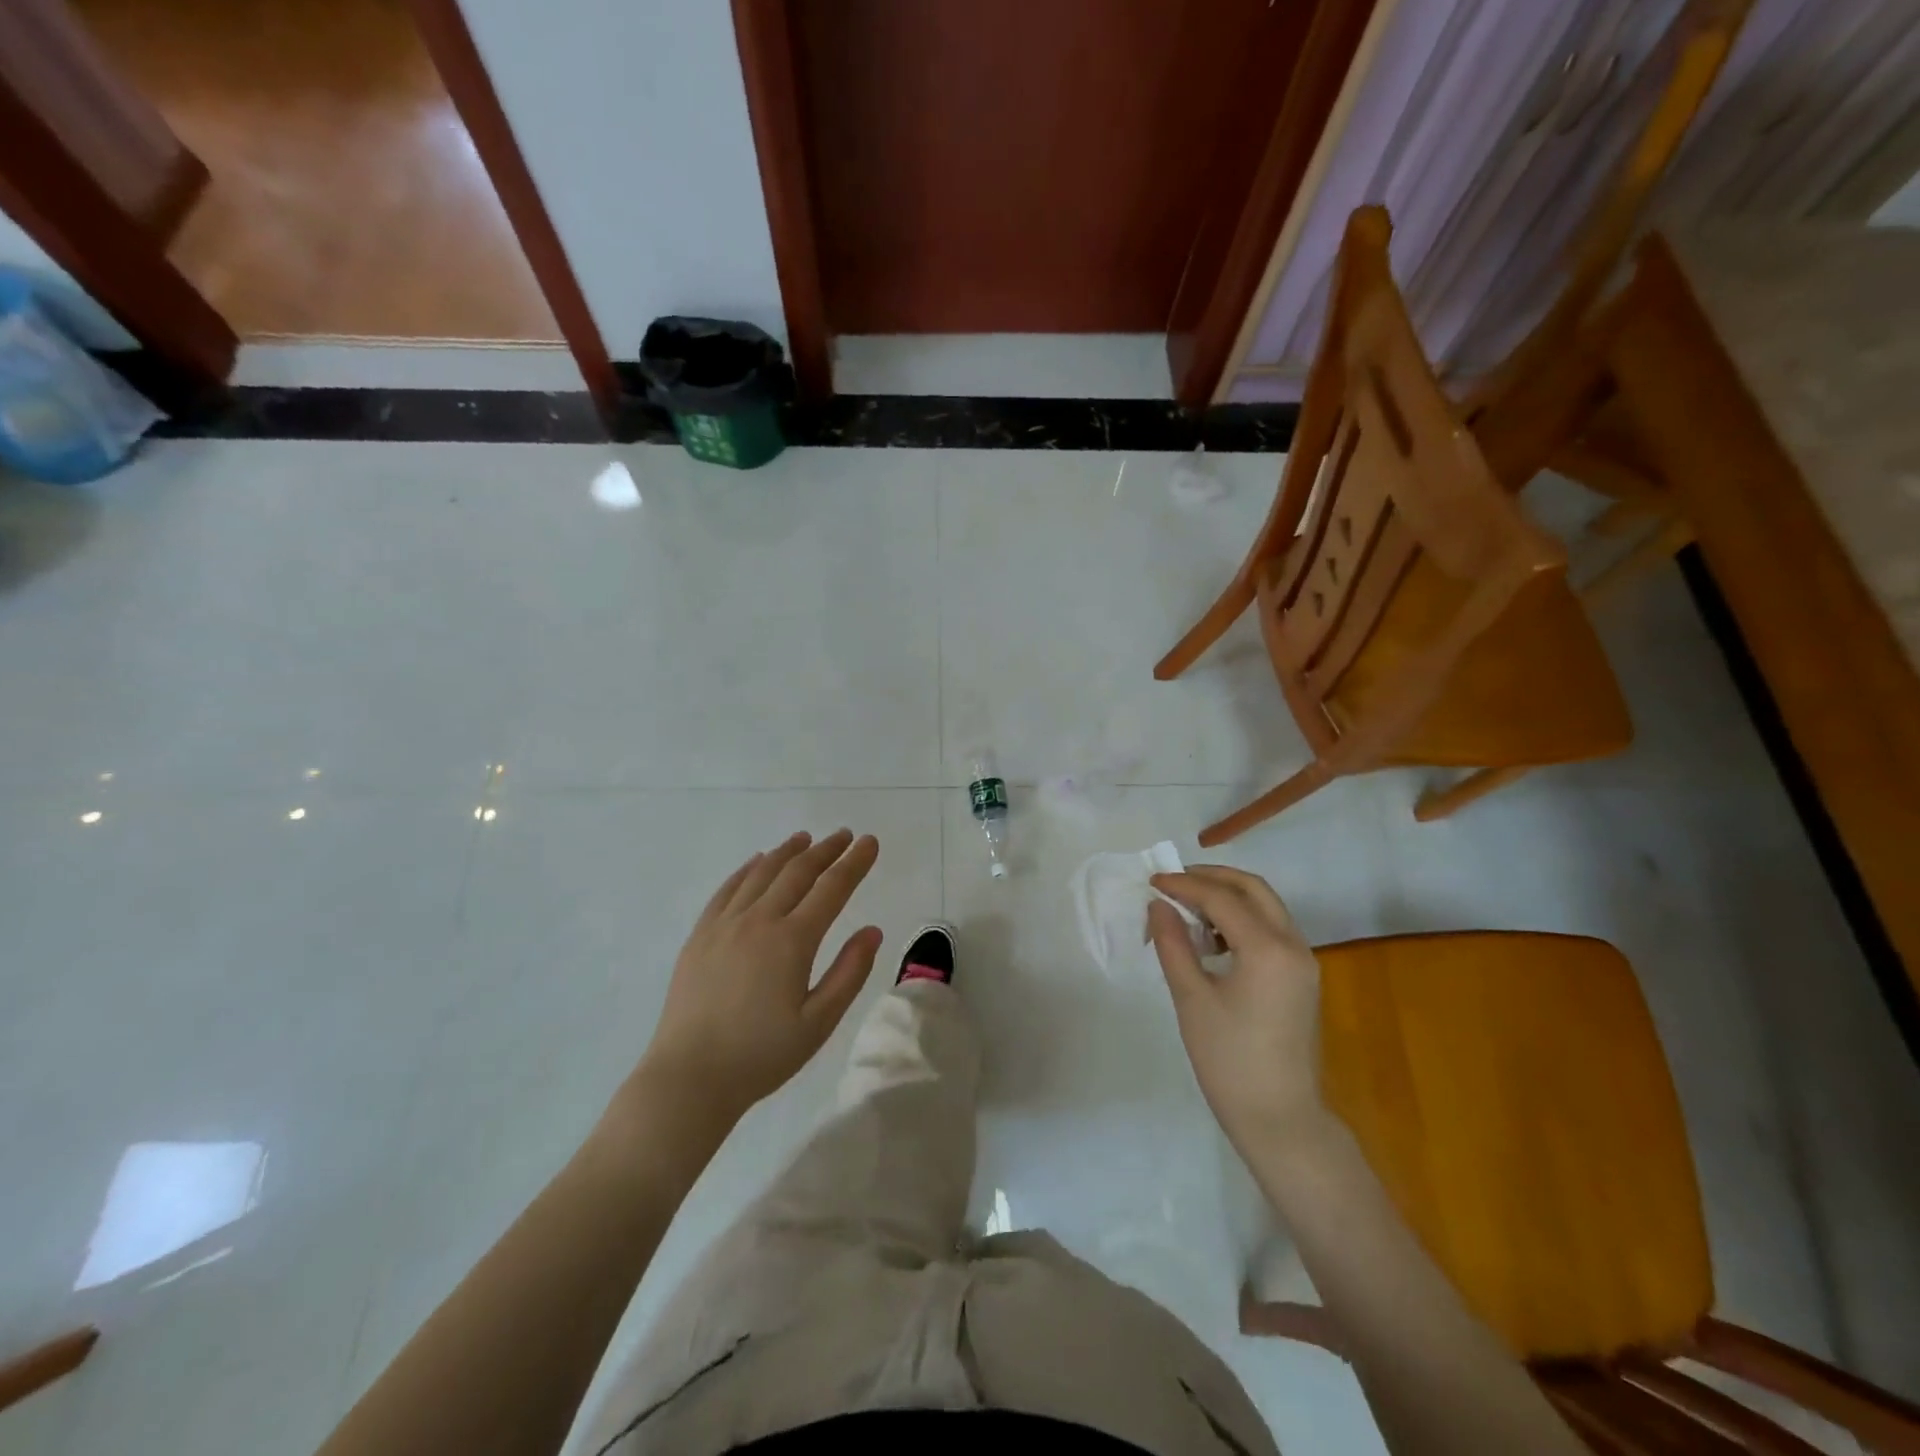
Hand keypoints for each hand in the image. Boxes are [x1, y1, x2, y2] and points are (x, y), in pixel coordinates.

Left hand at [630, 829, 882, 1127]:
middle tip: (845, 835)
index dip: (854, 863)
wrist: (689, 1078)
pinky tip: (757, 862)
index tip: (870, 842)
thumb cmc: (761, 1055)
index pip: (832, 889)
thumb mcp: (818, 1023)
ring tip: (806, 838)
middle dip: (826, 850)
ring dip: (788, 852)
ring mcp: (724, 925)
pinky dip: (748, 869)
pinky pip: (728, 889)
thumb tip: (872, 931)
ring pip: (761, 873)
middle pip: (798, 872)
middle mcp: (759, 921)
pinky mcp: (700, 936)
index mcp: (792, 941)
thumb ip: (849, 973)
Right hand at [1148, 866, 1326, 1153]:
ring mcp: (1303, 962)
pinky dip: (1241, 920)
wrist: (1280, 1119)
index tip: (1152, 882)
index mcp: (1268, 948)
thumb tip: (1158, 906)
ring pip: (1266, 907)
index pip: (1221, 898)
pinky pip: (1272, 930)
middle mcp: (1293, 945)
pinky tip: (1211, 939)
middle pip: (1253, 889)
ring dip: (1228, 897)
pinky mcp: (1301, 978)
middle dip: (1212, 878)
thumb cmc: (1229, 1060)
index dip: (1183, 885)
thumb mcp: (1191, 998)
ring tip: (1187, 908)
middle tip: (1174, 882)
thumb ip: (1173, 944)